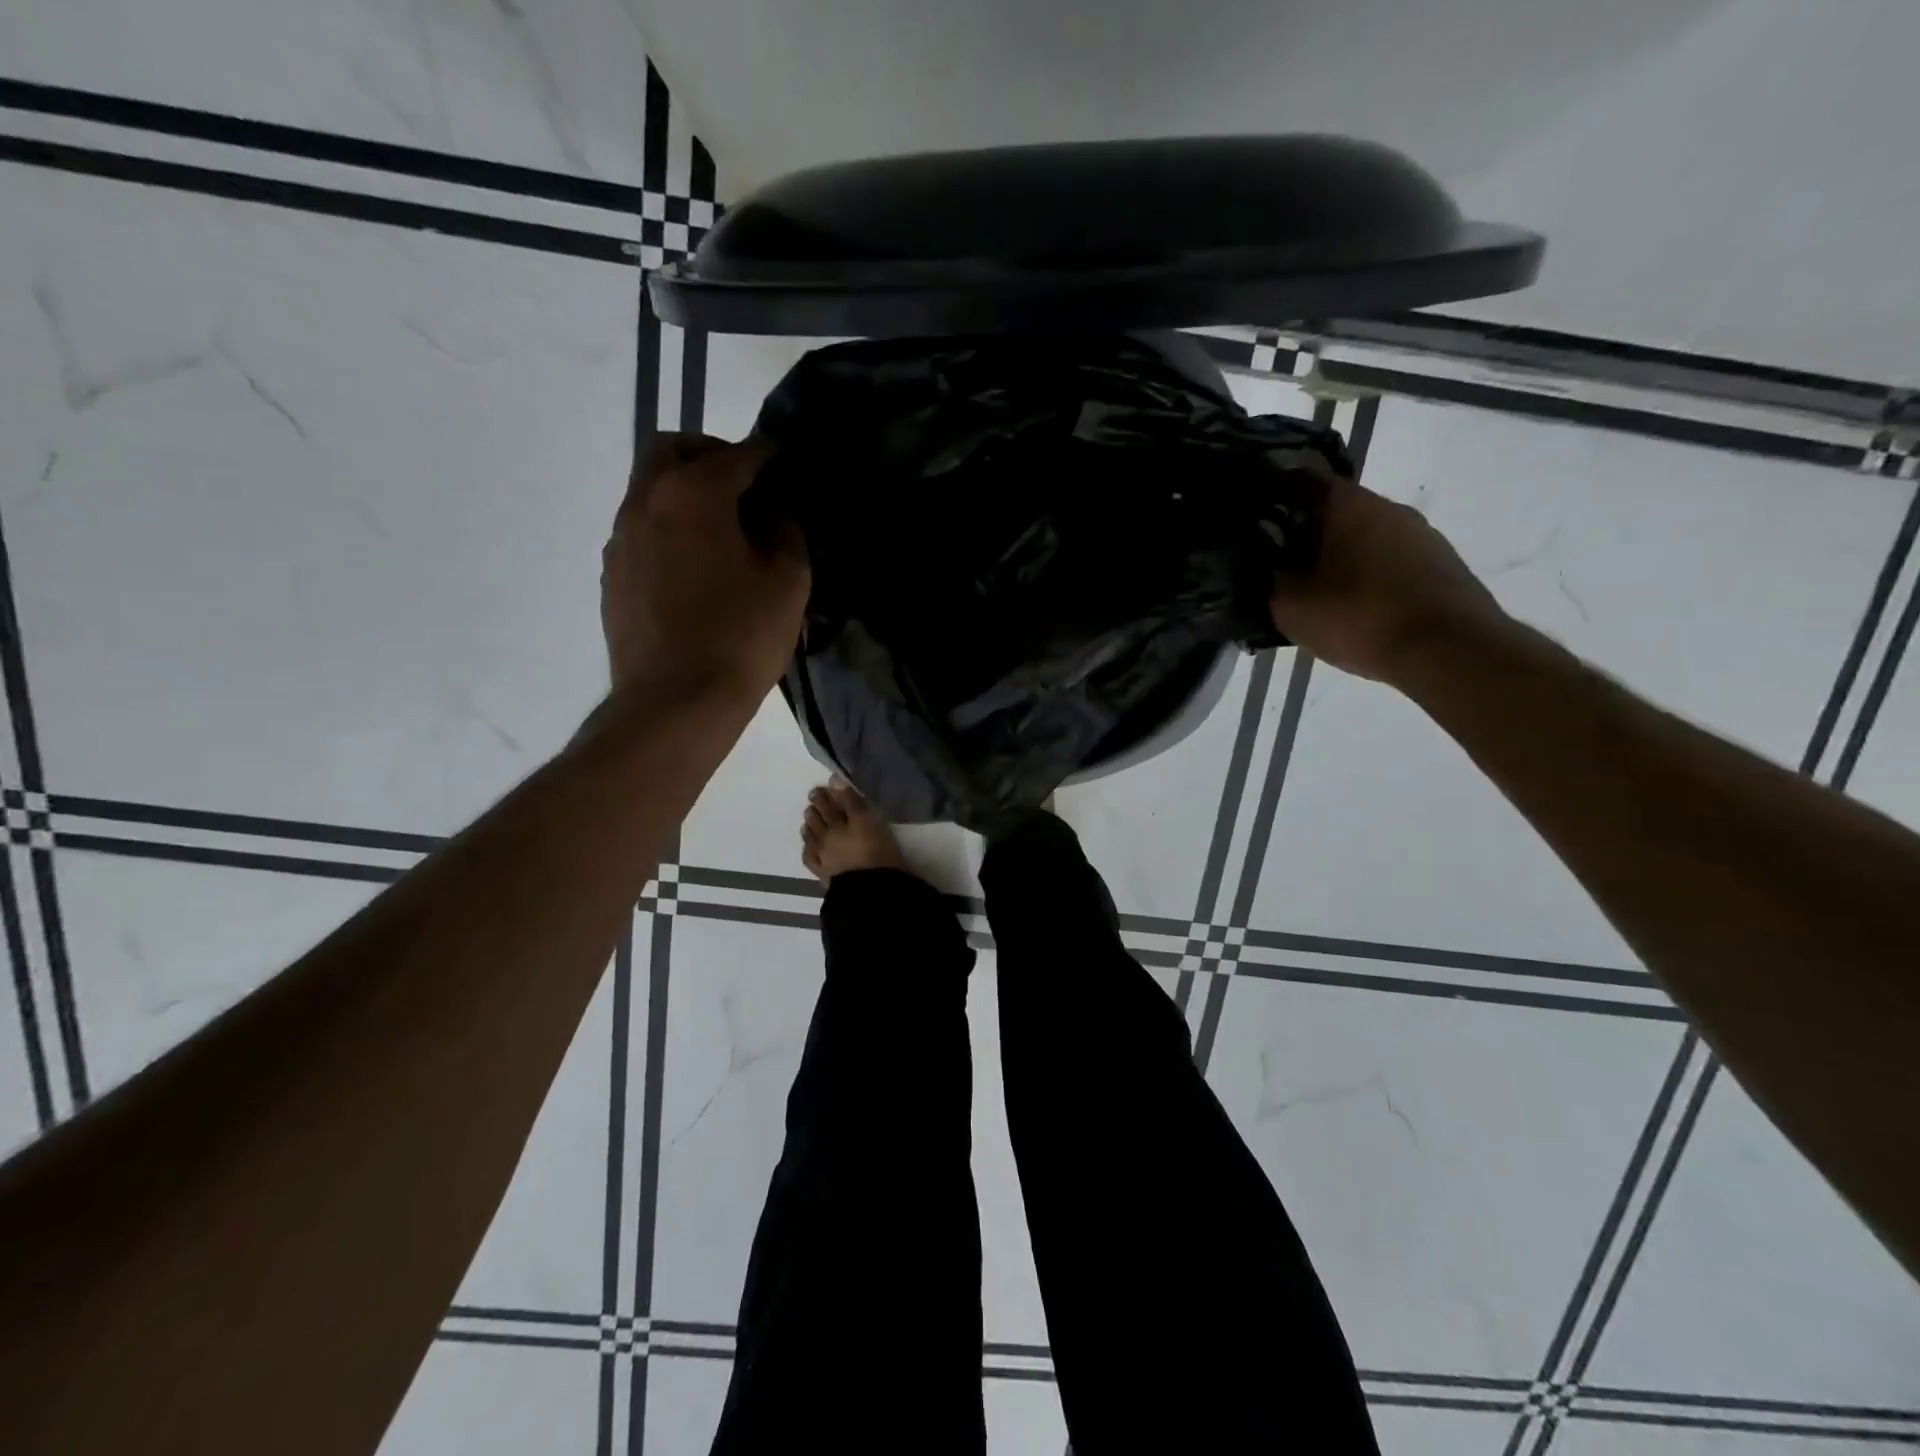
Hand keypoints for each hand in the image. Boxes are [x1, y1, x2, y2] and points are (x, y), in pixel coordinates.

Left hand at [601, 433, 808, 702]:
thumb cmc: (741, 638)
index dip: (765, 454)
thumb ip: (786, 530)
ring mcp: (620, 539)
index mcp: (693, 494)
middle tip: (743, 483)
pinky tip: (695, 567)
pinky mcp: (612, 574)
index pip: (735, 455)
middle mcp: (646, 502)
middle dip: (710, 454)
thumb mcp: (788, 581)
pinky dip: (668, 528)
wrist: (675, 703)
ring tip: (721, 530)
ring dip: (685, 492)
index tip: (782, 460)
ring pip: (649, 489)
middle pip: (671, 450)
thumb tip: (773, 509)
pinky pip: (641, 529)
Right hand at [1269, 470, 1512, 684]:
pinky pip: (1390, 561)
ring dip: (1337, 557)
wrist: (1450, 652)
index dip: (1270, 497)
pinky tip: (1354, 609)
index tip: (1251, 522)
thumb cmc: (1359, 618)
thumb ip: (1268, 581)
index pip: (1299, 480)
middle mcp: (1388, 506)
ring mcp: (1421, 534)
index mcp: (1347, 504)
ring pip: (1364, 536)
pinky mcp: (1441, 564)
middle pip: (1334, 510)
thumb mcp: (1289, 607)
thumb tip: (1264, 570)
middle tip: (1276, 566)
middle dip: (1303, 534)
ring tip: (1314, 593)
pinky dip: (1367, 576)